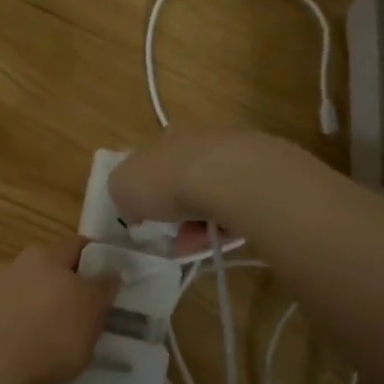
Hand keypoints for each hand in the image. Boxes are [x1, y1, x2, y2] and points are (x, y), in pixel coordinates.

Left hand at [0, 239, 119, 383]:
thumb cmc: (49, 342)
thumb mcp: (91, 318)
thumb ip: (101, 290)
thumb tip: (109, 270)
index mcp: (44, 260)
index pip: (73, 246)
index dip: (88, 257)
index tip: (97, 272)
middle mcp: (7, 265)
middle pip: (33, 267)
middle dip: (45, 283)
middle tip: (58, 312)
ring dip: (9, 303)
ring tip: (18, 335)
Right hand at [108, 128, 291, 242]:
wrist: (229, 178)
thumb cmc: (167, 181)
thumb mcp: (122, 186)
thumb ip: (122, 192)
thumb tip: (132, 203)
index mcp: (166, 138)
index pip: (153, 164)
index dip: (147, 193)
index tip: (146, 218)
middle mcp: (200, 141)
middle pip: (184, 181)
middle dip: (176, 213)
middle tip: (173, 239)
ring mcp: (234, 156)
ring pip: (212, 196)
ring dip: (200, 223)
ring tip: (196, 245)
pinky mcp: (261, 176)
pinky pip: (237, 206)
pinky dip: (226, 224)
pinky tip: (220, 239)